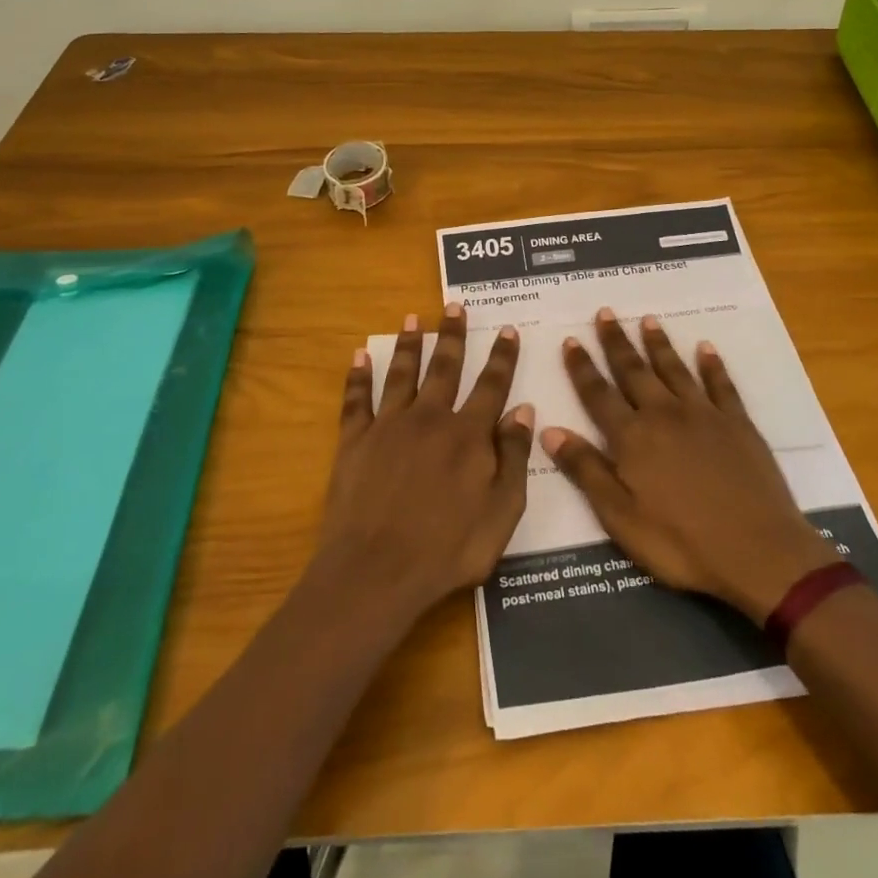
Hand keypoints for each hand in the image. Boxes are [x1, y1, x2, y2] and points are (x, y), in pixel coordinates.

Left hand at [317, 303, 534, 622]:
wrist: (377, 571)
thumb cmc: (449, 549)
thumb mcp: (502, 512)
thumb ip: (514, 458)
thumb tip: (523, 409)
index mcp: (468, 435)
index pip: (491, 386)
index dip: (502, 357)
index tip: (508, 330)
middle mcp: (430, 418)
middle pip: (445, 367)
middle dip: (453, 335)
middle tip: (455, 306)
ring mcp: (389, 426)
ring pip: (403, 373)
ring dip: (410, 344)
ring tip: (414, 318)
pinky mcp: (355, 440)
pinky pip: (356, 399)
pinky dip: (358, 376)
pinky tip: (359, 355)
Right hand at [542, 308, 837, 621]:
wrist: (759, 551)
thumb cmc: (682, 543)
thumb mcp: (621, 518)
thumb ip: (586, 471)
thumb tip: (549, 430)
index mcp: (632, 438)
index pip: (598, 394)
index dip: (582, 368)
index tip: (572, 340)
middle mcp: (664, 415)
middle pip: (634, 371)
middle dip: (616, 342)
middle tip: (606, 313)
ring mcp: (703, 415)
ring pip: (674, 369)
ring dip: (659, 344)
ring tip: (648, 320)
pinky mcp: (737, 423)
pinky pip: (720, 384)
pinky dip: (712, 364)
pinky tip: (705, 348)